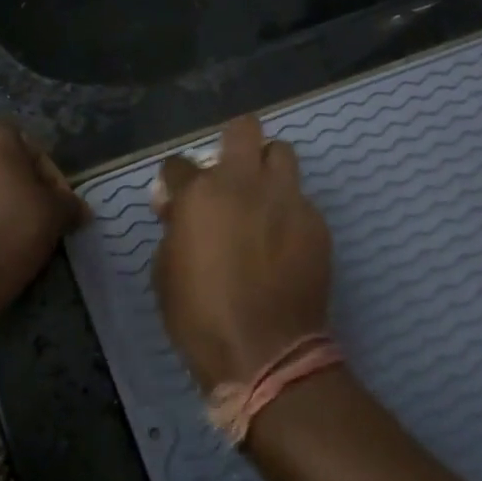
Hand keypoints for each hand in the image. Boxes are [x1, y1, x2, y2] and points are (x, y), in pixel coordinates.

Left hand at [0, 119, 86, 312]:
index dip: (53, 183)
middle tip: (38, 221)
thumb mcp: (55, 214)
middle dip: (20, 189)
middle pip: (2, 165)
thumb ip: (68, 204)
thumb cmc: (10, 229)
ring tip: (11, 235)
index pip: (34, 152)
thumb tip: (78, 210)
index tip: (61, 211)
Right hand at [152, 115, 331, 389]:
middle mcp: (245, 183)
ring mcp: (286, 199)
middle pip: (244, 128)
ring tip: (262, 198)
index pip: (178, 163)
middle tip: (230, 174)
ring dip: (267, 168)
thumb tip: (178, 208)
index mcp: (200, 194)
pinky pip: (300, 199)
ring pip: (282, 153)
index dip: (175, 181)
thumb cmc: (201, 317)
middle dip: (234, 143)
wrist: (266, 352)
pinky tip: (283, 242)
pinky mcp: (316, 222)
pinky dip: (288, 210)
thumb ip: (173, 228)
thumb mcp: (165, 272)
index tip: (177, 199)